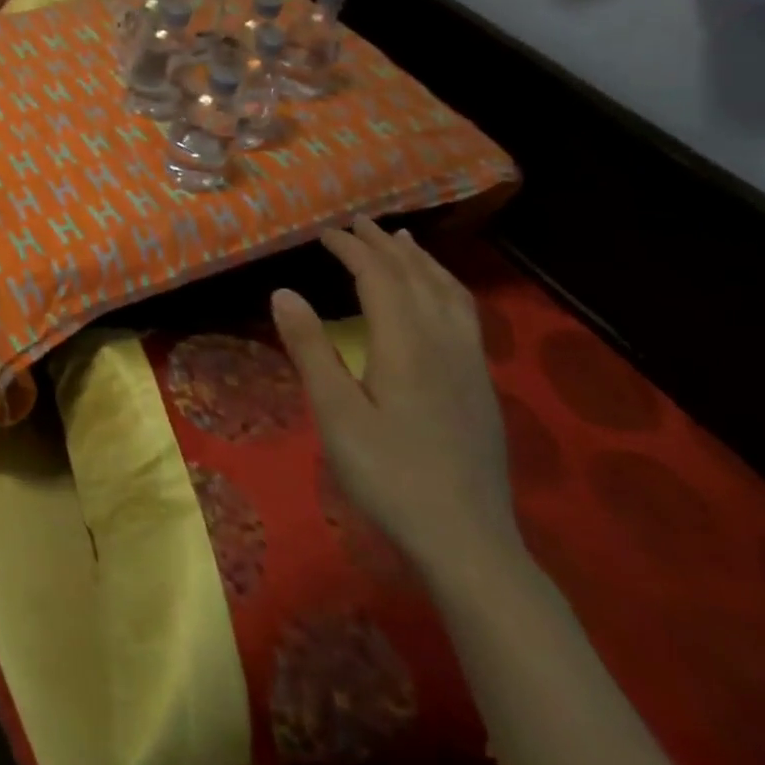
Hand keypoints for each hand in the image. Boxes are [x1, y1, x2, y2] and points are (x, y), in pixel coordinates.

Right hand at [270, 218, 517, 582]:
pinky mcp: (481, 387)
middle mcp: (444, 343)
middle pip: (417, 277)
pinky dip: (446, 287)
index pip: (379, 277)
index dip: (351, 248)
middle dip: (385, 245)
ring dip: (422, 261)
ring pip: (449, 294)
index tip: (323, 231)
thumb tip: (283, 291)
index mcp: (406, 345)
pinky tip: (438, 298)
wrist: (468, 542)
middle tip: (357, 223)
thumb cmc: (389, 475)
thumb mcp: (335, 413)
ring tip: (403, 241)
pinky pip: (465, 315)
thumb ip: (311, 348)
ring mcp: (469, 365)